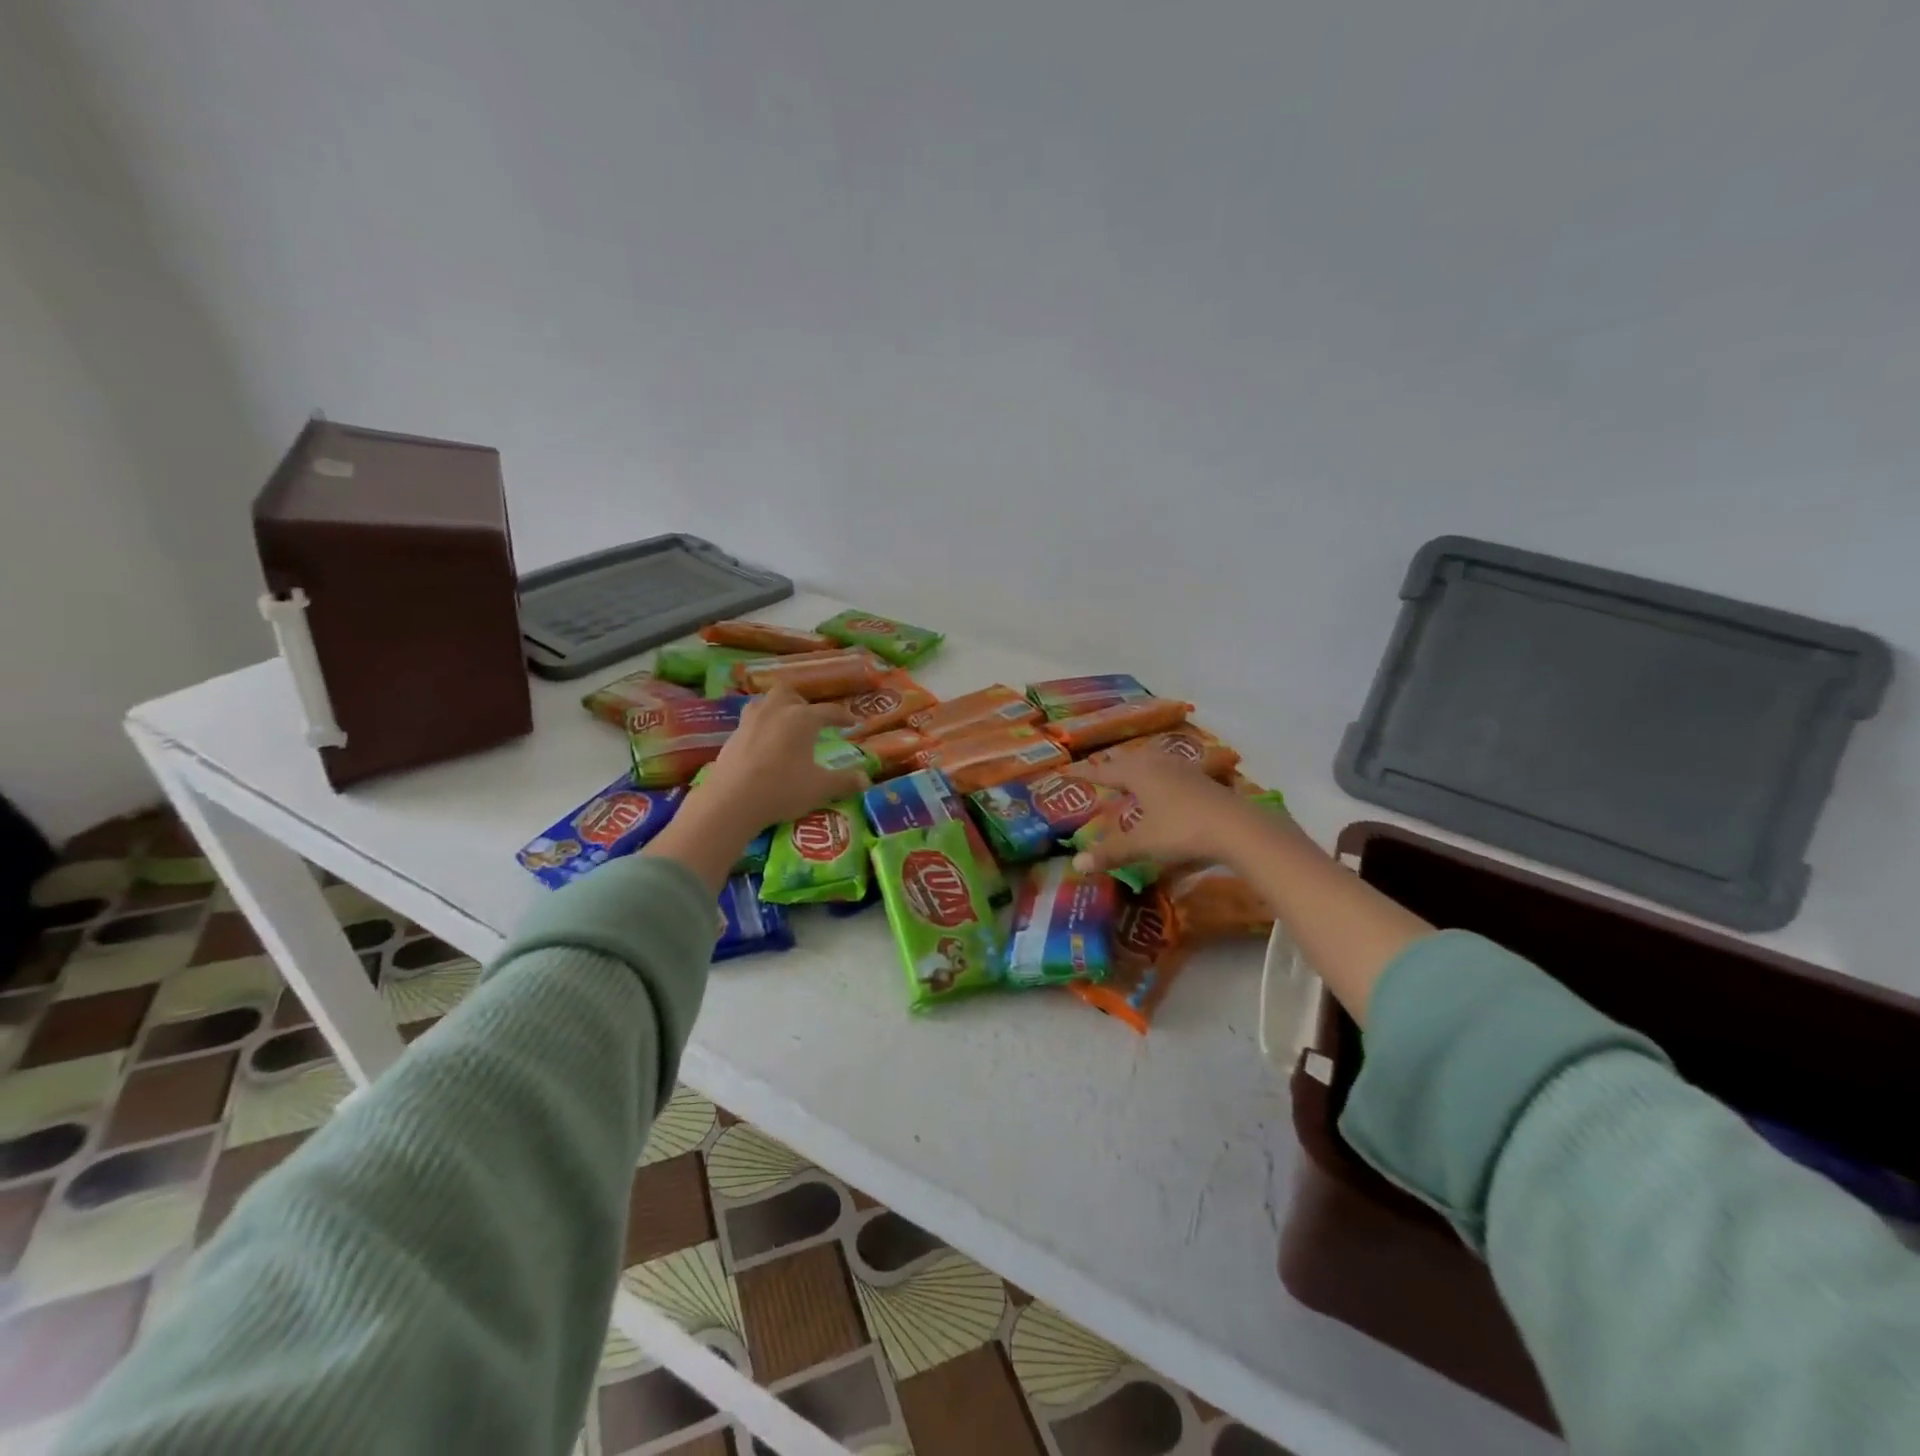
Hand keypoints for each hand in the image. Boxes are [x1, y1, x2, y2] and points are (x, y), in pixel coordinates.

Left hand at [644, 688, 870, 891]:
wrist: (732, 801)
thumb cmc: (782, 789)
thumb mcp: (820, 788)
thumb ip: (844, 781)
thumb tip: (866, 779)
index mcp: (802, 719)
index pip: (828, 711)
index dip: (843, 716)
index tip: (852, 722)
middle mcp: (776, 711)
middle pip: (789, 693)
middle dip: (802, 702)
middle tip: (811, 719)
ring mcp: (750, 721)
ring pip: (765, 702)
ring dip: (777, 708)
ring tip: (784, 725)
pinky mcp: (732, 737)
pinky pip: (749, 721)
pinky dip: (760, 726)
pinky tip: (763, 744)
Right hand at [1069, 756, 1266, 874]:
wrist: (1238, 827)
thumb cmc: (1182, 830)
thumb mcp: (1143, 844)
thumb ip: (1111, 852)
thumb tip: (1077, 864)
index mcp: (1138, 773)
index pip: (1104, 771)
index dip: (1084, 774)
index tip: (1065, 772)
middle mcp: (1159, 764)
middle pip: (1130, 761)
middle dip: (1113, 767)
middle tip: (1099, 773)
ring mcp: (1184, 770)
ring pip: (1154, 763)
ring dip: (1139, 770)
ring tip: (1131, 778)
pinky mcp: (1204, 780)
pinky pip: (1173, 773)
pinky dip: (1161, 778)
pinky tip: (1167, 789)